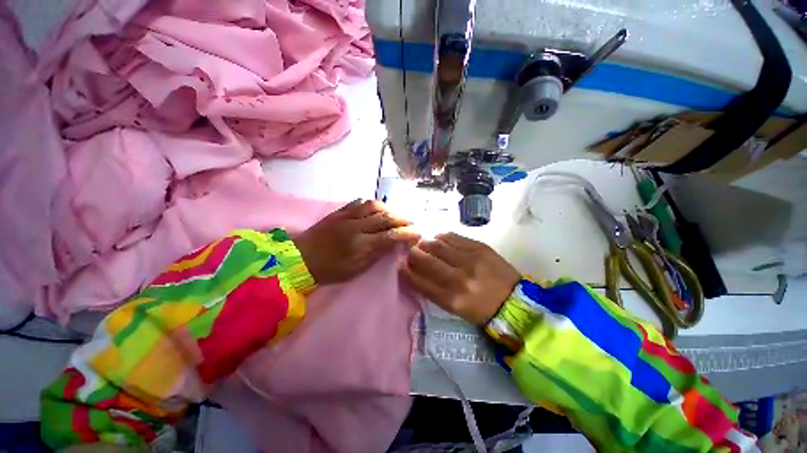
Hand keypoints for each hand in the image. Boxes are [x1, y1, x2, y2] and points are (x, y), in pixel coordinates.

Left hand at [295, 199, 419, 284]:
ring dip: (389, 209)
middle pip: (385, 217)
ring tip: (396, 215)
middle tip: (411, 223)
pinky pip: (359, 202)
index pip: (390, 235)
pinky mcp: (339, 211)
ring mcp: (346, 216)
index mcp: (359, 245)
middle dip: (402, 219)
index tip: (417, 234)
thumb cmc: (329, 270)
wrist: (299, 259)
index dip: (407, 234)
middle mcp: (355, 227)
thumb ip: (376, 254)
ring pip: (374, 205)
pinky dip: (372, 204)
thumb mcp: (355, 269)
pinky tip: (378, 208)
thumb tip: (394, 244)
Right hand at [400, 233, 520, 324]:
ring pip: (438, 245)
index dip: (407, 271)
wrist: (514, 301)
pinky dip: (442, 237)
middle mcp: (459, 279)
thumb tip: (415, 271)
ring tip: (424, 243)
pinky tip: (439, 239)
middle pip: (427, 260)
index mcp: (452, 299)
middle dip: (414, 253)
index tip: (401, 264)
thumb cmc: (481, 308)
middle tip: (411, 251)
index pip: (420, 281)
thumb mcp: (454, 308)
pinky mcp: (480, 248)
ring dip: (426, 243)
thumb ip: (433, 290)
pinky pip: (453, 237)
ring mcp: (470, 260)